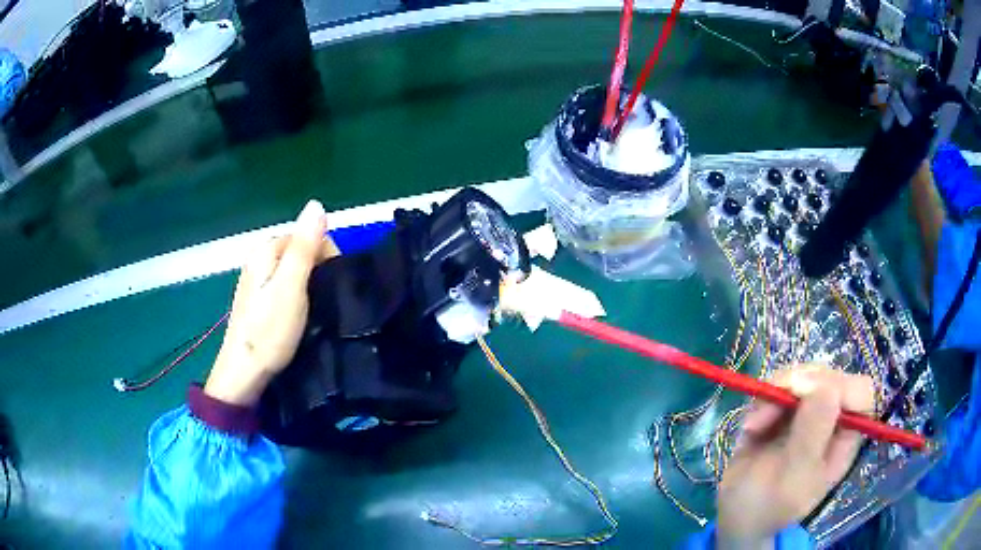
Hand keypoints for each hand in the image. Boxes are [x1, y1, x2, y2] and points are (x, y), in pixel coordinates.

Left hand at [204, 200, 339, 406]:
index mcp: (266, 248)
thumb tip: (317, 203)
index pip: (311, 235)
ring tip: (312, 312)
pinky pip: (286, 285)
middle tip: (322, 304)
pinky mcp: (258, 298)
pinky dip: (297, 296)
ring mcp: (257, 278)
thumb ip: (304, 246)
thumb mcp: (291, 286)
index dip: (328, 258)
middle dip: (318, 272)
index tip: (331, 289)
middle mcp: (259, 257)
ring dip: (310, 286)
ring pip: (295, 269)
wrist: (244, 372)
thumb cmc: (269, 330)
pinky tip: (298, 317)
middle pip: (303, 251)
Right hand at [716, 365, 874, 549]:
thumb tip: (826, 386)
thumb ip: (812, 434)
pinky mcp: (785, 408)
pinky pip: (780, 385)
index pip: (860, 393)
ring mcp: (809, 412)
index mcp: (844, 438)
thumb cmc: (767, 507)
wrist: (734, 516)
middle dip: (799, 386)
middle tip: (770, 408)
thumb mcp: (791, 478)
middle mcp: (832, 420)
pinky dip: (762, 399)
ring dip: (776, 393)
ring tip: (753, 426)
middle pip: (830, 377)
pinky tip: (750, 426)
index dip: (839, 386)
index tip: (804, 396)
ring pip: (805, 375)